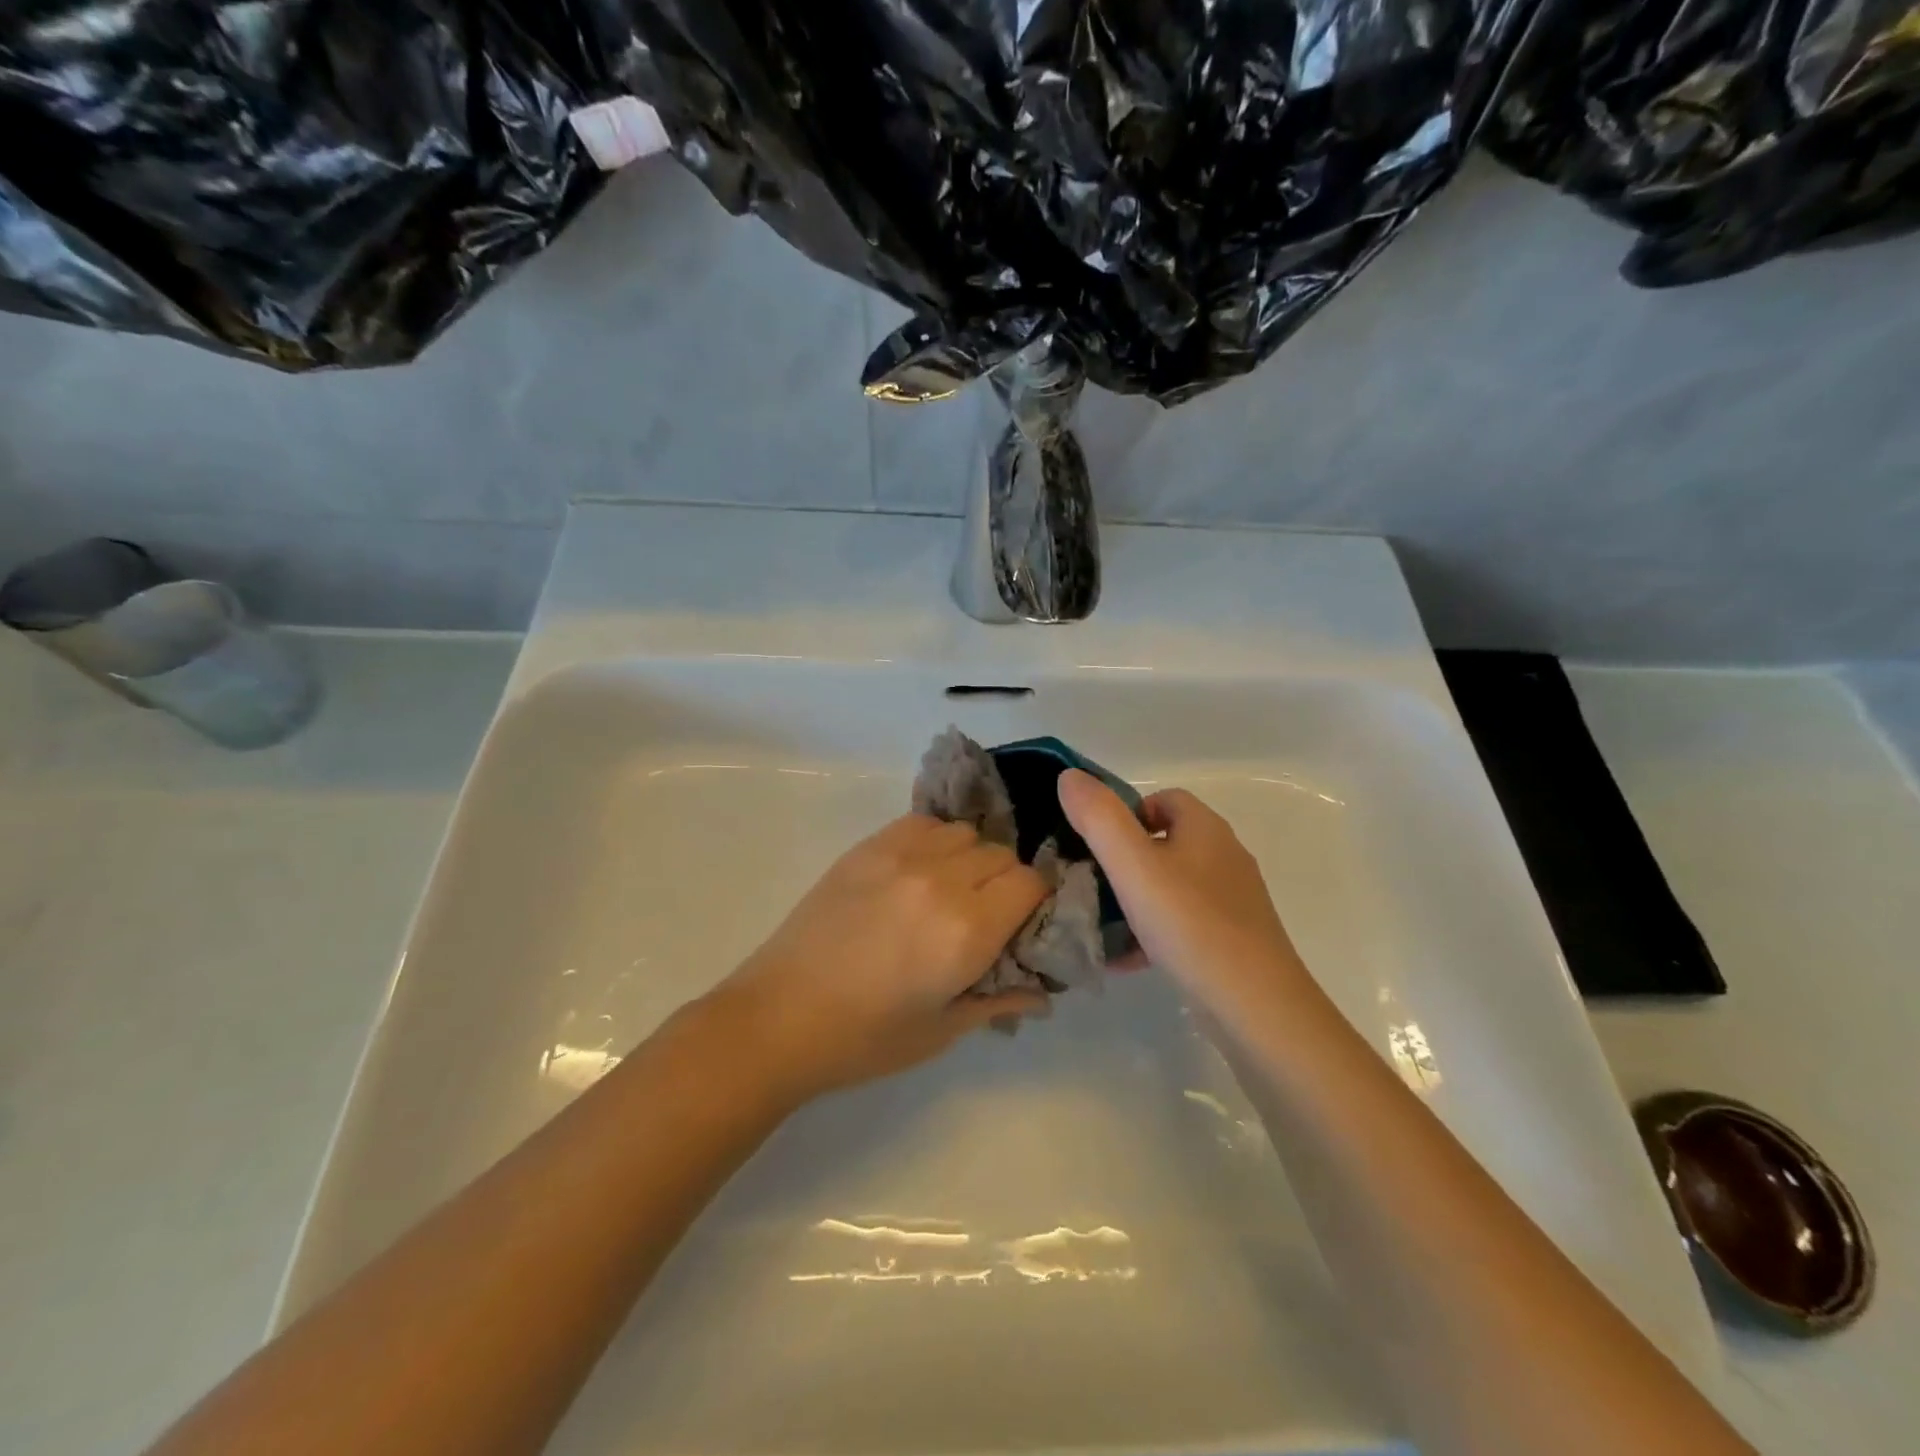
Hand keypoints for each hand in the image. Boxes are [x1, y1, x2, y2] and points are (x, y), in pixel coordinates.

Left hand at [708, 815, 1050, 1102]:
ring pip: (964, 833)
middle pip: (1001, 854)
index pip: (1030, 883)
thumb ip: (998, 1001)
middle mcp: (941, 881)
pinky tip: (918, 872)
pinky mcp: (867, 847)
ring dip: (971, 858)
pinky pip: (922, 823)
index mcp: (967, 931)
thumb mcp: (941, 1031)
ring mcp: (900, 856)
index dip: (1036, 901)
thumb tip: (1043, 994)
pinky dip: (935, 841)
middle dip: (1006, 882)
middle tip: (987, 916)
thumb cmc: (864, 1038)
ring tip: (950, 891)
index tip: (1023, 923)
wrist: (779, 1017)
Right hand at [1057, 770, 1312, 1015]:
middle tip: (1093, 885)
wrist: (1256, 1006)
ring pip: (1173, 885)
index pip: (1164, 799)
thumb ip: (1098, 817)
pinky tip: (1129, 960)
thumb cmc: (1190, 924)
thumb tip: (1069, 776)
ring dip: (1138, 899)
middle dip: (1126, 860)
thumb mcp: (1132, 866)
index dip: (1126, 813)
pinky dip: (1156, 933)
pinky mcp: (1236, 938)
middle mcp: (1225, 856)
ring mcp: (1234, 900)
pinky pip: (1185, 923)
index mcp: (1205, 829)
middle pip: (1167, 842)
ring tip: (1104, 925)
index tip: (1096, 845)